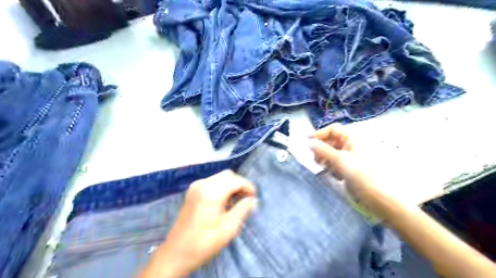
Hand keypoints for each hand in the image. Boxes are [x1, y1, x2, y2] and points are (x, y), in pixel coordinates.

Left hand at [138, 170, 255, 276]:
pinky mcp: (192, 191)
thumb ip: (243, 209)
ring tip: (237, 202)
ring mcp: (196, 186)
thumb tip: (252, 200)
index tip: (254, 198)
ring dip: (231, 186)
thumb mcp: (229, 227)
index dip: (248, 187)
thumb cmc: (204, 242)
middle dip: (240, 184)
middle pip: (228, 175)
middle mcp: (203, 183)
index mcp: (211, 191)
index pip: (236, 180)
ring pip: (220, 177)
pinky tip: (224, 201)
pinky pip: (212, 182)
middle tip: (246, 199)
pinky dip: (222, 188)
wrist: (176, 253)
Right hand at [309, 124, 373, 199]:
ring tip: (325, 168)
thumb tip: (308, 142)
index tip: (308, 143)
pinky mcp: (350, 168)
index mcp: (353, 138)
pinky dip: (332, 167)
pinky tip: (335, 175)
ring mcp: (351, 157)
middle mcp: (352, 145)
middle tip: (317, 159)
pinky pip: (336, 163)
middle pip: (331, 141)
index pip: (333, 129)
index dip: (320, 134)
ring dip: (326, 159)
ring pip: (332, 153)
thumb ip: (322, 150)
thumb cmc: (362, 175)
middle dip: (321, 148)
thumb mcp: (340, 160)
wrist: (381, 198)